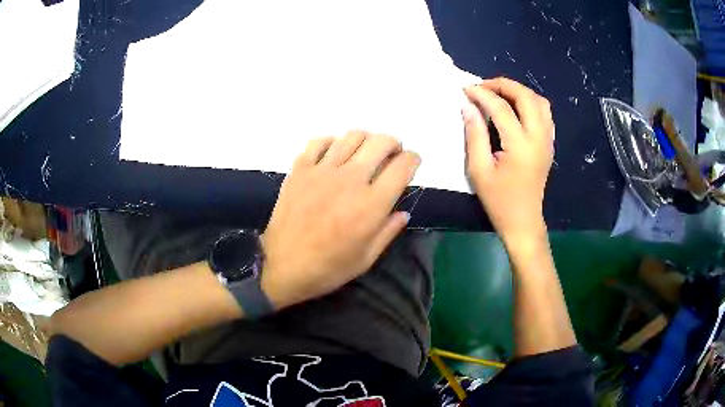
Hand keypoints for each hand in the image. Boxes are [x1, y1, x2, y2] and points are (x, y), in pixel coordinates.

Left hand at [260, 131, 419, 309]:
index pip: (402, 166)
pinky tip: (334, 153)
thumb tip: (403, 212)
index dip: (413, 160)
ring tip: (365, 152)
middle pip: (380, 143)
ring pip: (351, 137)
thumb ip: (388, 232)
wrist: (283, 268)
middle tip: (391, 154)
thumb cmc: (328, 268)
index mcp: (371, 204)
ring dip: (366, 139)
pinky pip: (318, 142)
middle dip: (393, 144)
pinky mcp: (300, 170)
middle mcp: (350, 179)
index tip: (412, 163)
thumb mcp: (366, 258)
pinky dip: (332, 142)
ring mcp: (322, 171)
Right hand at [462, 78, 554, 243]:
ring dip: (519, 91)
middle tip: (483, 87)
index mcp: (520, 145)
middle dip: (503, 85)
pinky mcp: (549, 144)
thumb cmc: (498, 200)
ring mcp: (548, 140)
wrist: (523, 221)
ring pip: (539, 101)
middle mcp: (539, 138)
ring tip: (499, 94)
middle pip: (526, 97)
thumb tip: (469, 107)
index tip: (466, 89)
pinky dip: (530, 103)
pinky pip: (545, 113)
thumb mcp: (479, 170)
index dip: (482, 94)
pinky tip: (516, 108)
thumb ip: (474, 135)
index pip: (501, 108)